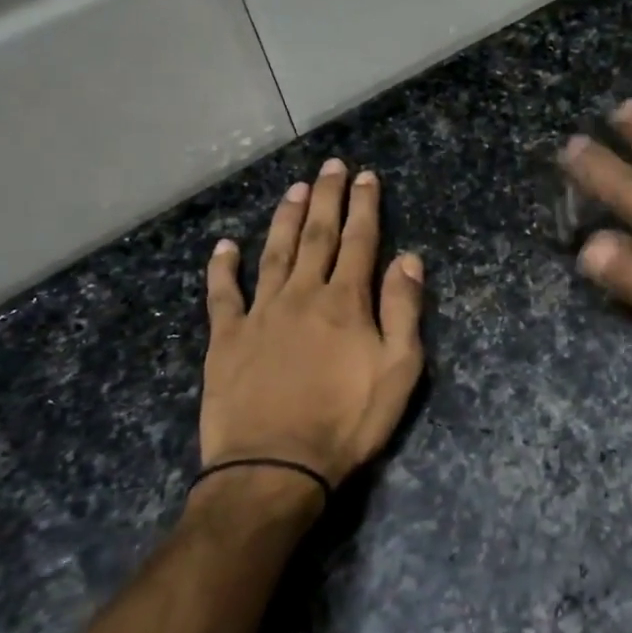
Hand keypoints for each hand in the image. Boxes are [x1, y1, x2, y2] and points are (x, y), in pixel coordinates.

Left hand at [199, 158, 425, 487]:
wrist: (275, 466)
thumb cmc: (348, 421)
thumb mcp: (399, 370)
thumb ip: (403, 310)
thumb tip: (408, 258)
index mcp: (346, 302)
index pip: (360, 242)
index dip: (364, 206)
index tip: (366, 177)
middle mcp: (302, 295)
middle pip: (316, 236)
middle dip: (326, 198)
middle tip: (330, 166)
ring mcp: (260, 314)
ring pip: (273, 253)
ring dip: (284, 218)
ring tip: (292, 189)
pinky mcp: (226, 339)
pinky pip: (223, 294)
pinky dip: (223, 267)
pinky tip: (225, 245)